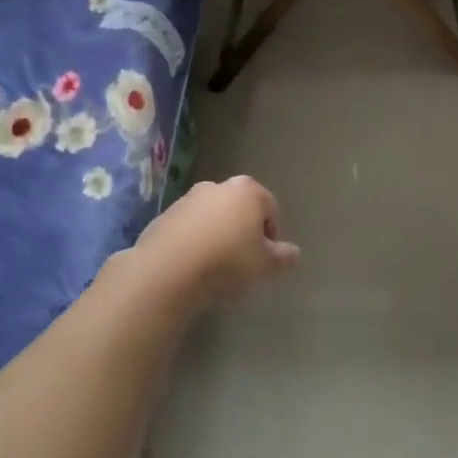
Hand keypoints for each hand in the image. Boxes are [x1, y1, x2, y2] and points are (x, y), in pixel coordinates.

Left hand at [127, 176, 299, 315]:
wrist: (167, 271)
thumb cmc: (227, 262)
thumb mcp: (266, 265)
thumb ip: (284, 256)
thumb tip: (292, 252)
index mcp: (247, 190)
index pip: (270, 209)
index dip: (272, 236)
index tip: (265, 260)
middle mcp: (217, 186)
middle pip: (240, 209)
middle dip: (244, 231)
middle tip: (243, 262)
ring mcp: (187, 199)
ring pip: (213, 217)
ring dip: (218, 235)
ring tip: (215, 266)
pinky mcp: (164, 216)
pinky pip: (189, 228)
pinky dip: (194, 241)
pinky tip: (192, 266)